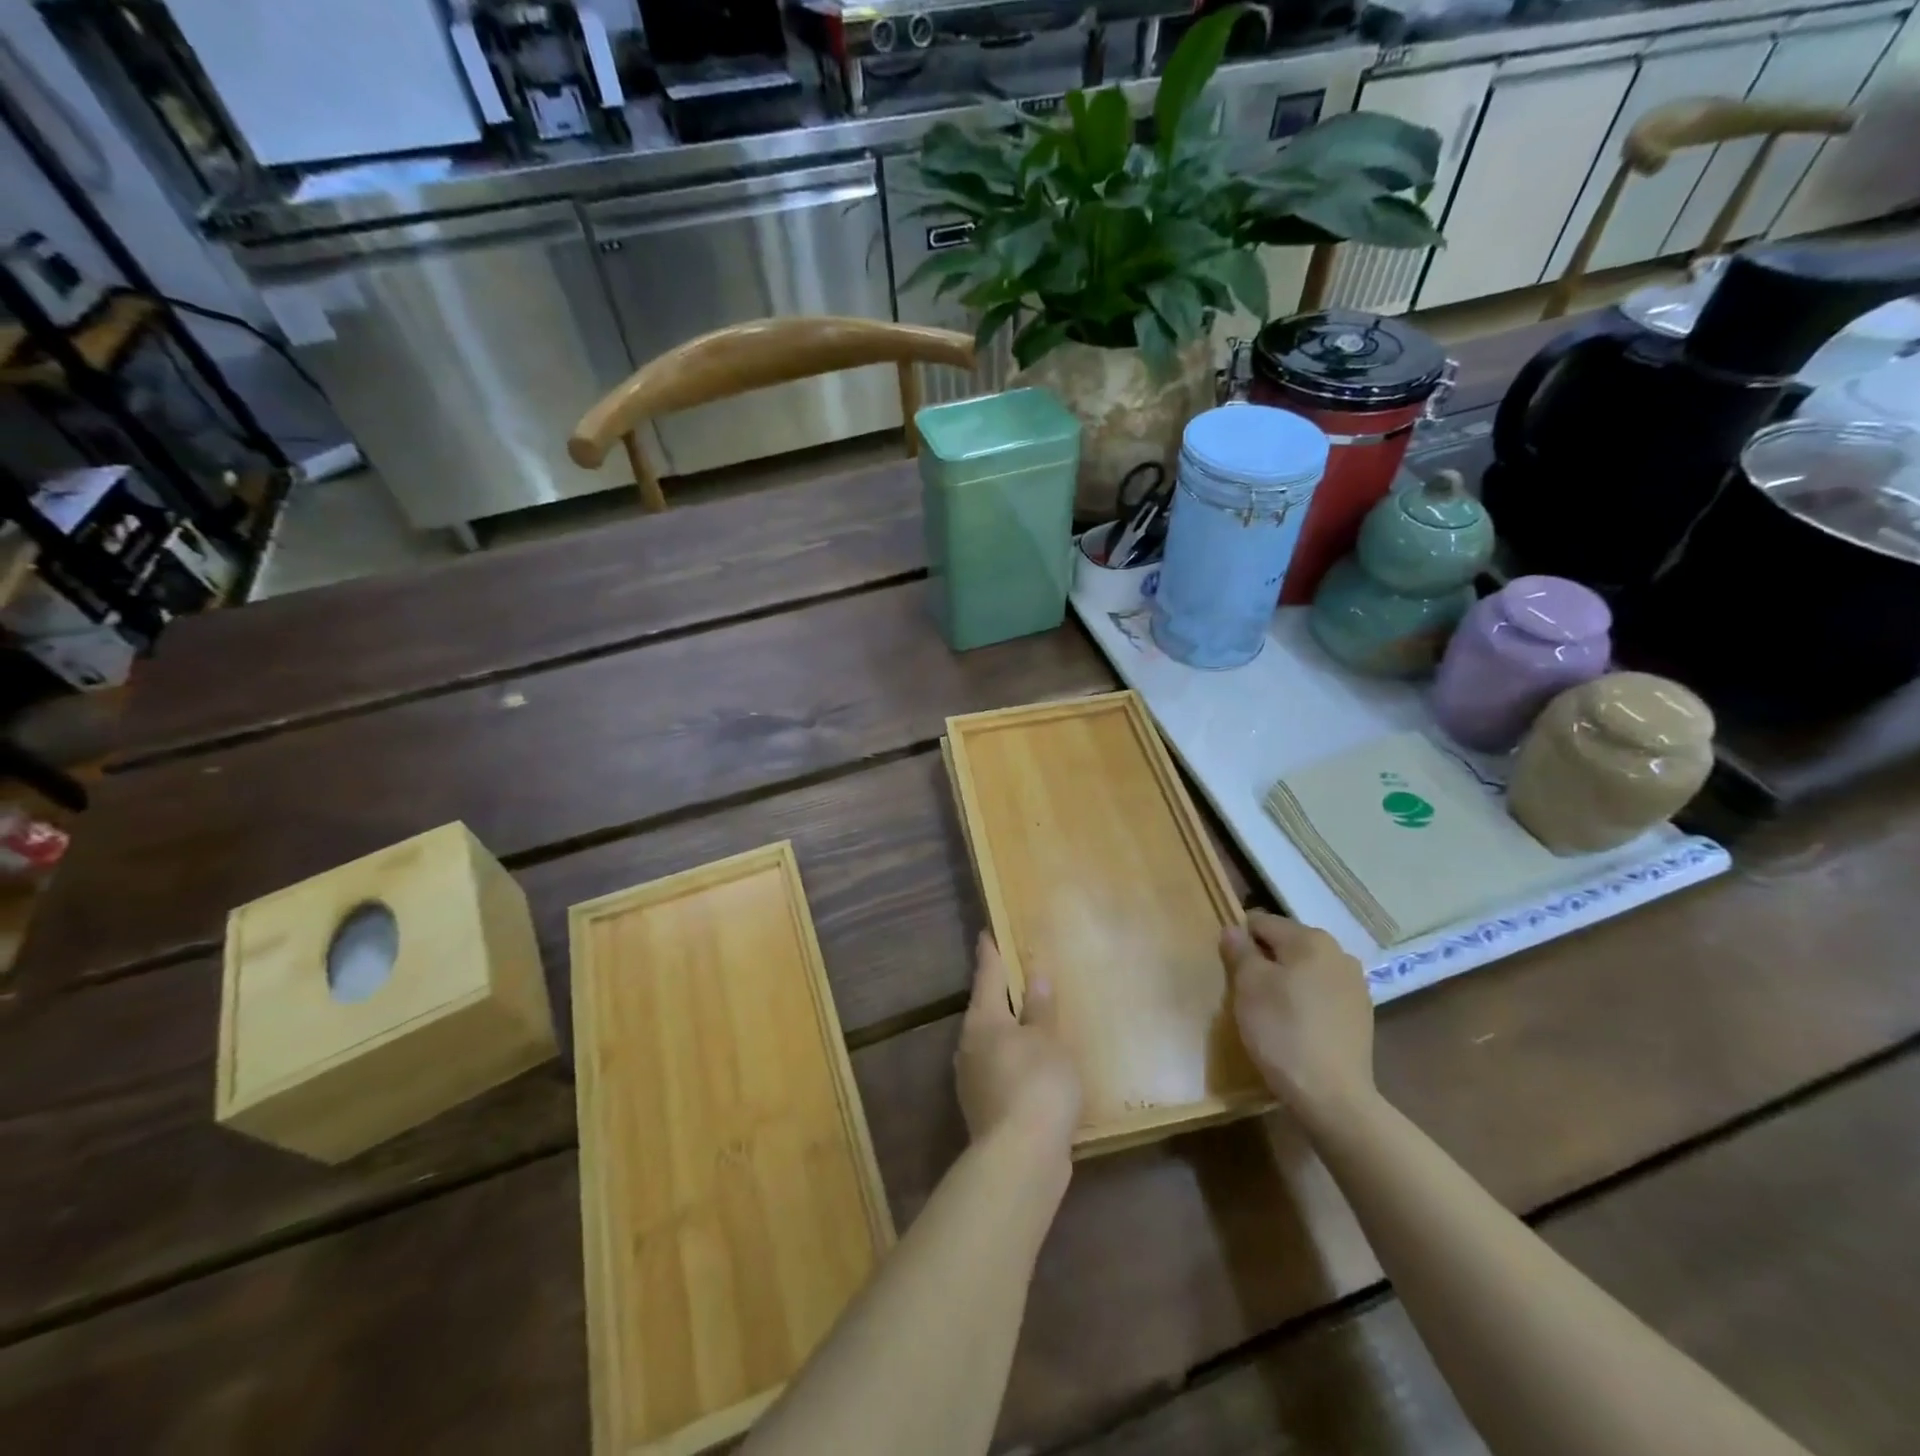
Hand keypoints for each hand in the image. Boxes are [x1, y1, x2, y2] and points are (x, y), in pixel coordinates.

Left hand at [954, 933, 1081, 1161]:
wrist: (1021, 1158)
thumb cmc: (1037, 1083)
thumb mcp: (1047, 1039)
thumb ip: (1040, 1008)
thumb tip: (1034, 976)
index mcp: (983, 1020)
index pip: (987, 975)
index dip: (990, 953)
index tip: (987, 933)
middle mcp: (970, 1046)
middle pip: (984, 1010)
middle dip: (998, 994)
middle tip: (1016, 976)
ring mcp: (974, 1080)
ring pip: (991, 1043)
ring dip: (1008, 1031)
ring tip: (1030, 1022)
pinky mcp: (985, 1109)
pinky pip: (1000, 1071)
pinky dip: (1015, 1062)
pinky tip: (1034, 1069)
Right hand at [1221, 911, 1374, 1114]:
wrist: (1332, 1096)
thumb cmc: (1282, 1031)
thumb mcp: (1249, 986)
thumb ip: (1240, 951)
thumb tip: (1234, 929)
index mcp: (1310, 939)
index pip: (1262, 922)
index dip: (1240, 941)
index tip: (1230, 968)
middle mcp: (1338, 952)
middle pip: (1286, 943)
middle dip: (1265, 960)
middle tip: (1247, 991)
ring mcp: (1355, 984)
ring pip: (1306, 969)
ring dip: (1286, 980)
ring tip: (1272, 1011)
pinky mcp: (1361, 1013)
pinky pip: (1322, 993)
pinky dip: (1306, 1000)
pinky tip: (1297, 1026)